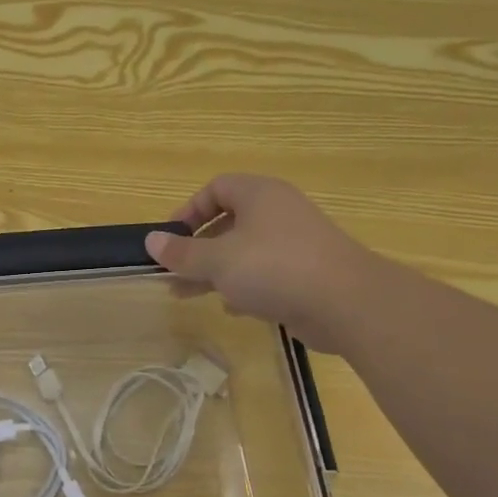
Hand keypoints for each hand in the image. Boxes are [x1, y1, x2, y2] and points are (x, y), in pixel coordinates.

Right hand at [145, 174, 377, 351]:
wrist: (346, 302)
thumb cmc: (274, 268)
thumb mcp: (217, 260)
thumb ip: (182, 253)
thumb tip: (151, 241)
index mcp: (258, 195)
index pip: (215, 189)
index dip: (188, 211)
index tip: (169, 240)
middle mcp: (277, 212)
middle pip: (227, 221)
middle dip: (196, 248)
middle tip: (173, 271)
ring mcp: (294, 243)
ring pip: (243, 251)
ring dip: (214, 271)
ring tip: (186, 294)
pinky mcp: (305, 272)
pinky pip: (265, 273)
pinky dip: (244, 286)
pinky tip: (231, 307)